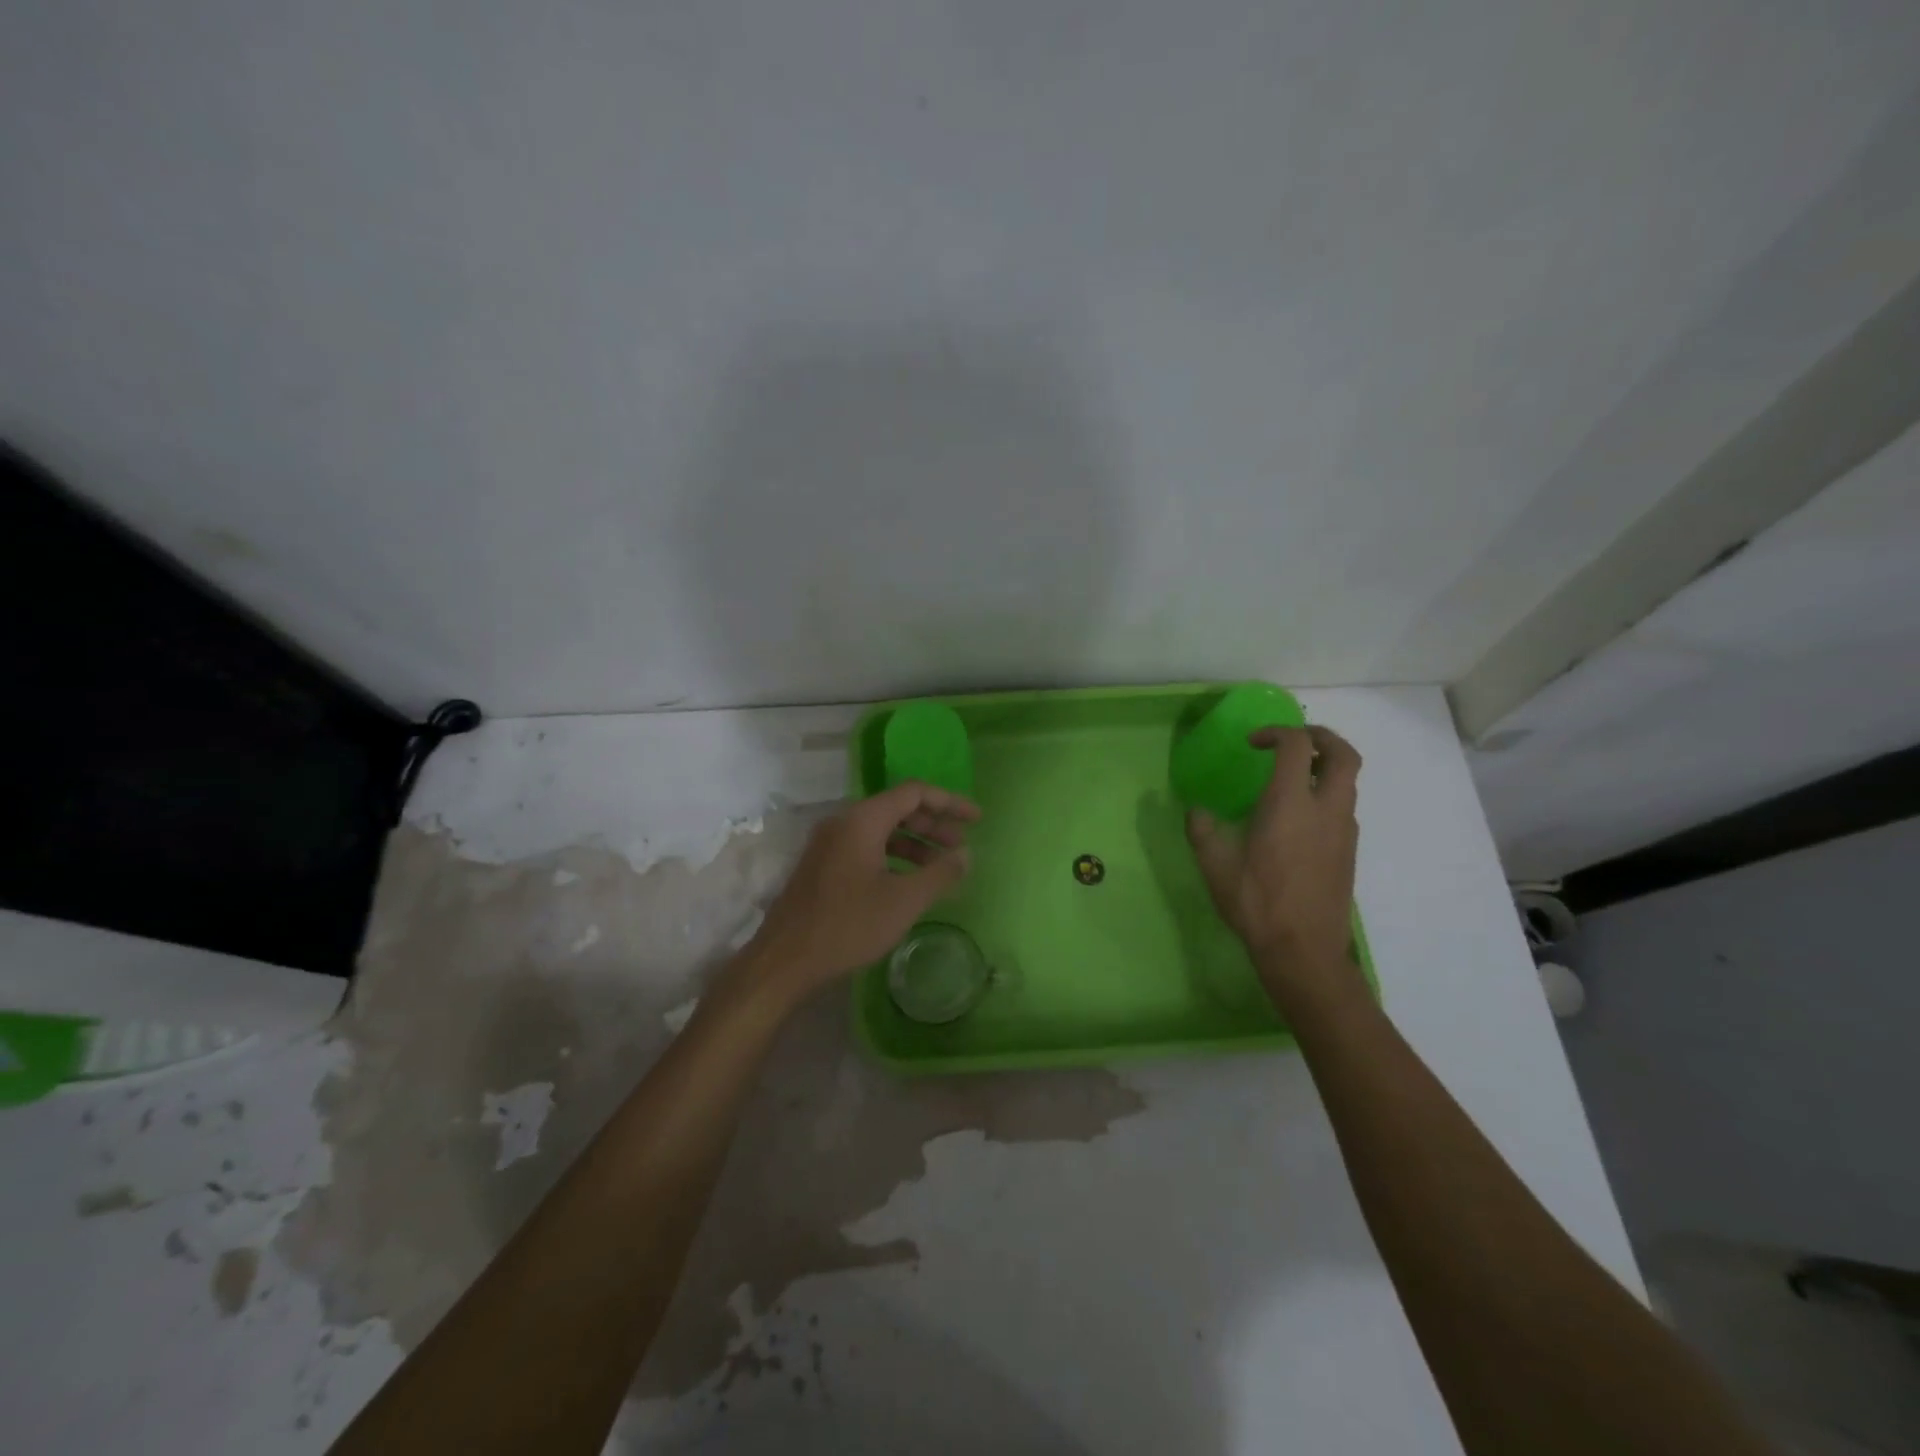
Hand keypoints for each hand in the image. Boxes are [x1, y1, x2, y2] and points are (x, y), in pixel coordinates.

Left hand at [744, 781, 981, 1001]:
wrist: (784, 960)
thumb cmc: (848, 925)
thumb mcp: (904, 901)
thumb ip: (940, 873)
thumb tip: (965, 854)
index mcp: (863, 820)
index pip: (914, 793)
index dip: (950, 802)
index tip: (977, 819)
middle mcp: (844, 822)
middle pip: (898, 808)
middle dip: (934, 824)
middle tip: (962, 846)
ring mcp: (829, 844)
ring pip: (882, 830)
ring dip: (915, 843)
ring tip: (942, 867)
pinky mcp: (823, 865)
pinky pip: (866, 847)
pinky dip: (894, 856)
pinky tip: (909, 881)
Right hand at [1186, 724, 1361, 1008]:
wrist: (1304, 951)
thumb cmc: (1257, 904)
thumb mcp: (1216, 866)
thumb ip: (1202, 831)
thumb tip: (1196, 811)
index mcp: (1290, 804)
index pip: (1298, 746)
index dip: (1277, 733)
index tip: (1253, 743)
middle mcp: (1325, 809)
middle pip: (1344, 754)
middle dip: (1321, 737)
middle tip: (1294, 740)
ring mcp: (1343, 831)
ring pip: (1349, 781)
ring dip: (1326, 767)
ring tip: (1294, 776)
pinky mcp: (1349, 851)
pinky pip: (1344, 807)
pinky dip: (1327, 794)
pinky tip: (1299, 818)